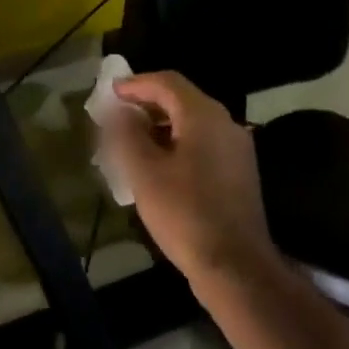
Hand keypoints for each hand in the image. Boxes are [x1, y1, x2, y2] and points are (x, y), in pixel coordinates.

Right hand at [105, 72, 282, 292]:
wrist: (234, 265)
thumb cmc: (184, 213)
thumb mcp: (144, 171)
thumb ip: (126, 134)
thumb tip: (119, 111)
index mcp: (204, 116)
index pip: (167, 83)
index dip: (136, 84)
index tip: (110, 93)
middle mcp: (226, 124)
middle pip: (181, 101)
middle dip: (146, 106)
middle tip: (115, 120)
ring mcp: (236, 150)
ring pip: (192, 125)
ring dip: (159, 128)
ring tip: (129, 145)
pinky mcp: (238, 173)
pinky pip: (202, 146)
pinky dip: (176, 146)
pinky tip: (156, 168)